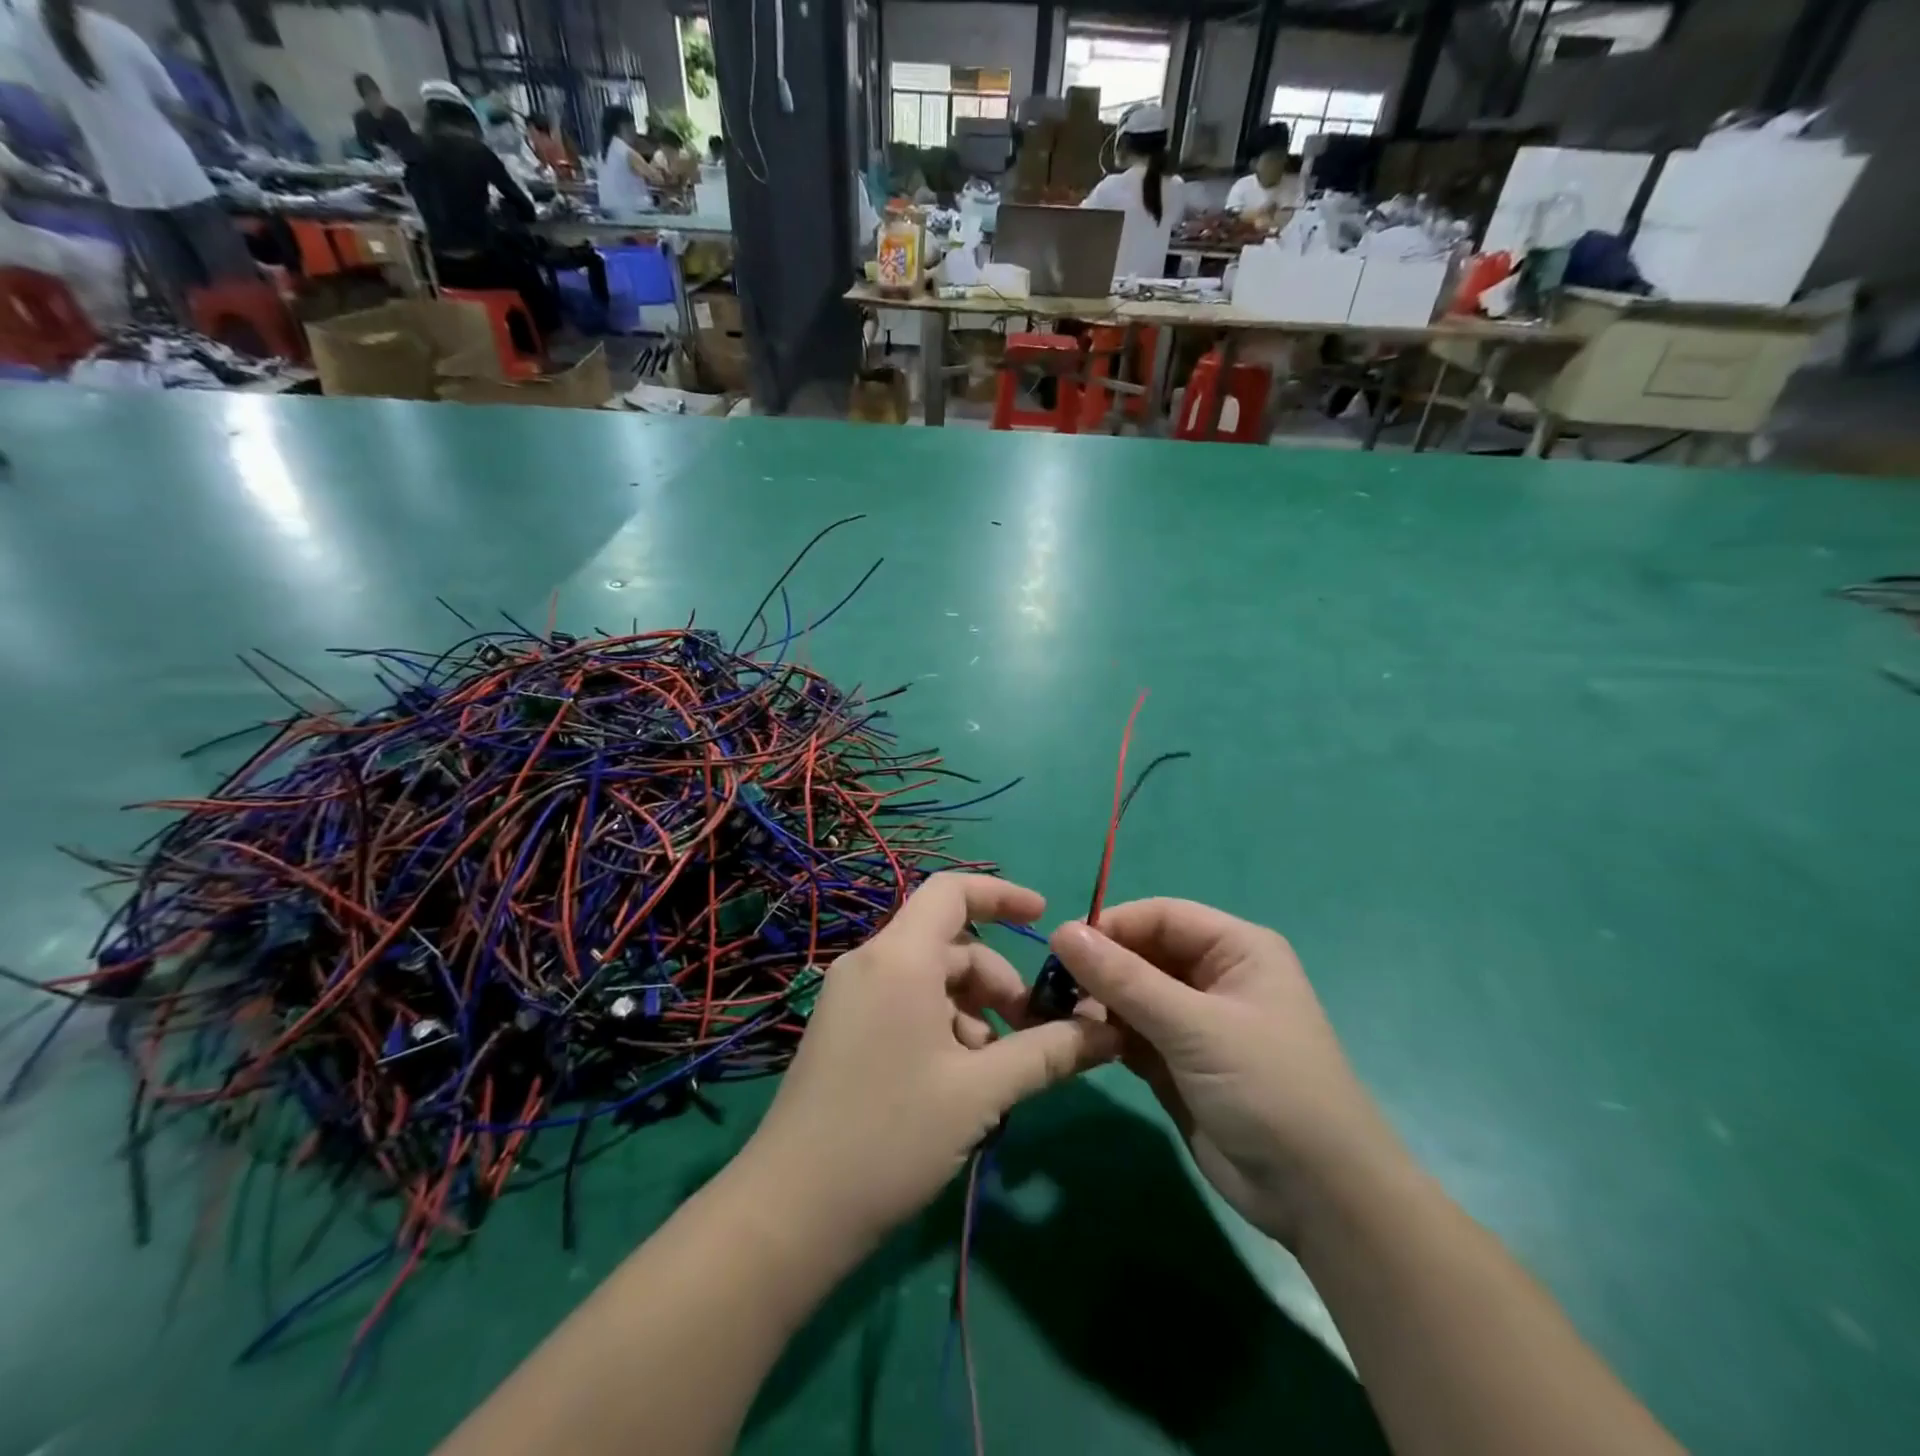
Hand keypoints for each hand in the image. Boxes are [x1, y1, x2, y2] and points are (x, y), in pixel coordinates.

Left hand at [738, 874, 1119, 1254]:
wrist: (791, 1211)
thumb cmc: (891, 1136)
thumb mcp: (981, 1092)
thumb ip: (1048, 1052)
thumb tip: (1109, 1031)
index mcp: (899, 957)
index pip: (952, 892)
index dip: (1002, 895)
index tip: (1045, 918)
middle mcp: (870, 963)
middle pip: (949, 945)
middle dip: (998, 980)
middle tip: (1031, 1034)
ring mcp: (850, 997)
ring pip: (929, 980)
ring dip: (973, 1012)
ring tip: (993, 1074)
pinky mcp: (842, 1029)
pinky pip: (905, 1003)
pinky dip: (942, 1026)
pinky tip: (957, 1085)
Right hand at [1049, 900, 1406, 1247]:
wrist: (1319, 1200)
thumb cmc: (1268, 1089)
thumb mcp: (1195, 1027)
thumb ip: (1125, 980)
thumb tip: (1062, 931)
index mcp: (1236, 948)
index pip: (1161, 916)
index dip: (1112, 925)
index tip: (1060, 945)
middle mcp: (1214, 976)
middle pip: (1143, 952)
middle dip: (1100, 966)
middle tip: (1051, 985)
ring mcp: (1194, 1021)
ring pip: (1132, 993)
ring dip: (1097, 1001)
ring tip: (1058, 1013)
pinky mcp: (1177, 1061)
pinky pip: (1132, 1031)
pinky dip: (1106, 1033)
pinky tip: (1078, 1039)